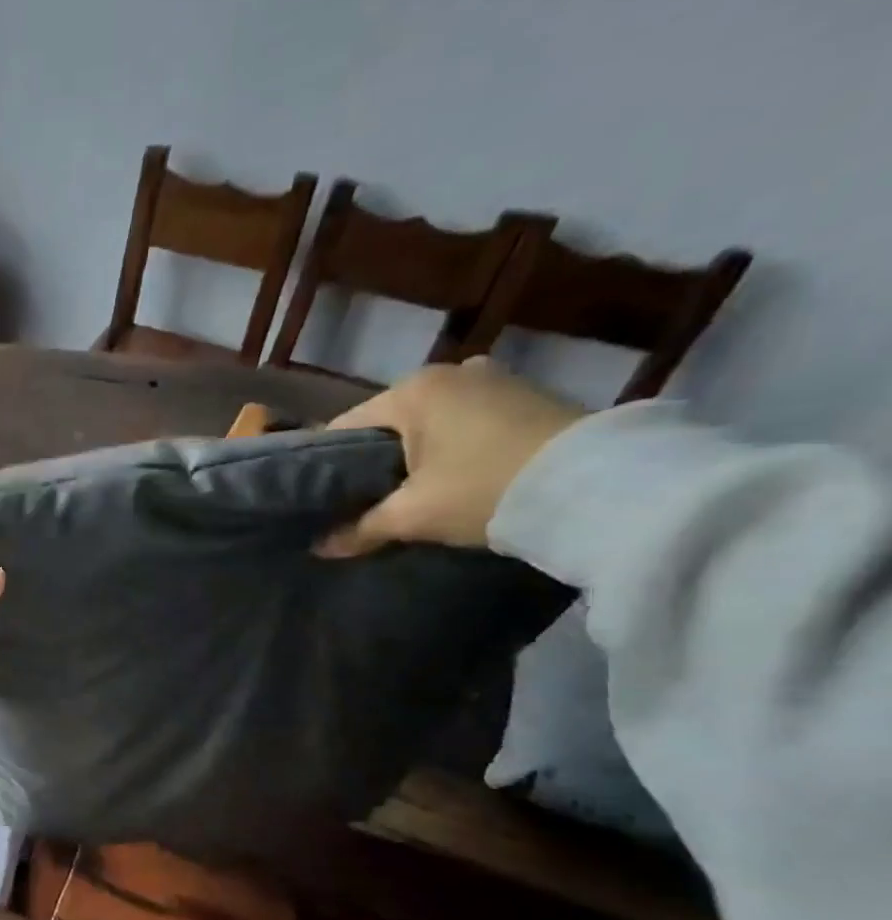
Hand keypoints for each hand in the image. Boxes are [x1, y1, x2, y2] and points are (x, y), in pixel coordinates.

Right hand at [315, 358, 585, 556]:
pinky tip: (455, 478)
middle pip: (388, 424)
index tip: (323, 499)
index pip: (344, 428)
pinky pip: (467, 421)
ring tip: (410, 494)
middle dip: (374, 462)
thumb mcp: (413, 515)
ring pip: (429, 423)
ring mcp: (493, 379)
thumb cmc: (484, 489)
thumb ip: (360, 528)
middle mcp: (449, 372)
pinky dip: (453, 447)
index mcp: (412, 390)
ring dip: (416, 455)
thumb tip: (320, 547)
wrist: (599, 486)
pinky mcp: (527, 395)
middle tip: (364, 503)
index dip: (328, 467)